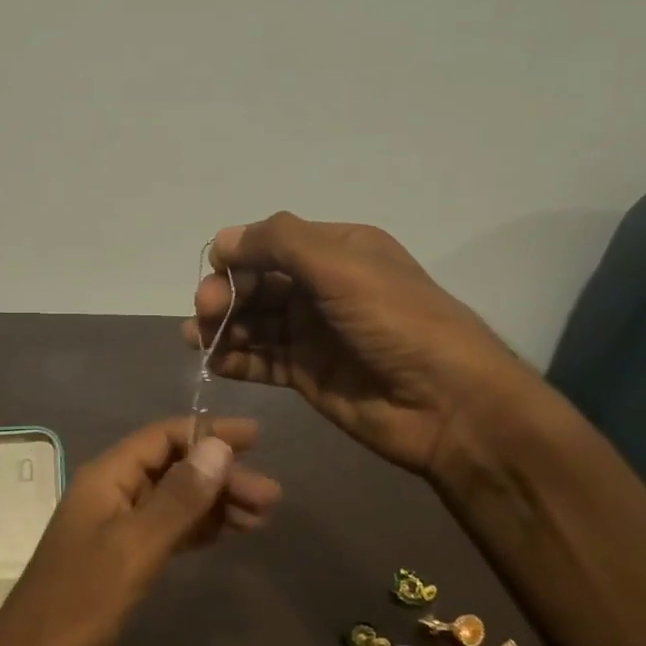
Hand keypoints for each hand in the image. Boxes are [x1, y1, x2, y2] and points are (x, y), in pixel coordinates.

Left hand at [0, 417, 279, 645]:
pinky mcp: (123, 557)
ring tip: (262, 518)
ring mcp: (116, 525)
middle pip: (174, 468)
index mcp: (107, 477)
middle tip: (271, 498)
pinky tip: (229, 534)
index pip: (163, 437)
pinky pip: (168, 529)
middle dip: (222, 476)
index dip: (209, 433)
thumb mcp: (134, 548)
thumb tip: (219, 447)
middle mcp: (112, 492)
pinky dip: (199, 528)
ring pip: (175, 500)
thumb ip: (178, 499)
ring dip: (216, 503)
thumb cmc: (80, 603)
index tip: (257, 439)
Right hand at [182, 213, 535, 475]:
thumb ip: (280, 244)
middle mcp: (322, 288)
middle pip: (257, 283)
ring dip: (222, 326)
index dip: (238, 257)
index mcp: (338, 251)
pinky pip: (260, 360)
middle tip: (206, 312)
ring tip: (198, 338)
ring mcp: (313, 333)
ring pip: (253, 322)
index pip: (272, 244)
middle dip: (226, 294)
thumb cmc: (398, 323)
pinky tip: (213, 360)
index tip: (215, 275)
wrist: (448, 405)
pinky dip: (234, 358)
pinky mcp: (306, 374)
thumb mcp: (342, 267)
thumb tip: (223, 240)